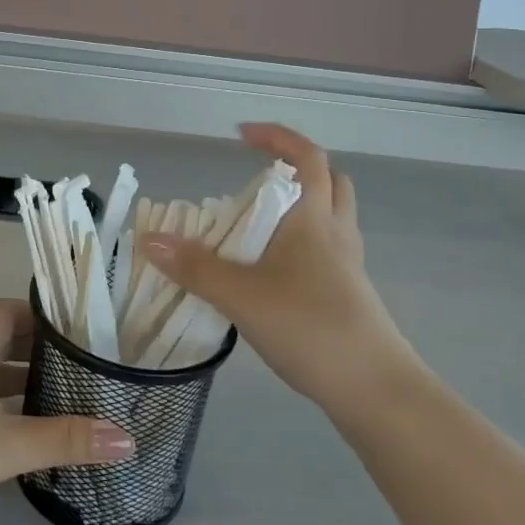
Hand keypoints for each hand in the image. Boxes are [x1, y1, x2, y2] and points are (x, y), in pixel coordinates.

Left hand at [0, 299, 134, 524]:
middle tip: (80, 371)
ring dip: (17, 379)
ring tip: (58, 401)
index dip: (47, 319)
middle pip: (0, 336)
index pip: (13, 309)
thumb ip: (67, 440)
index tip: (82, 337)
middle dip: (39, 352)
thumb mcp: (8, 446)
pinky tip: (14, 431)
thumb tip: (128, 439)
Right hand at [138, 124, 420, 410]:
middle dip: (296, 168)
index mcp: (313, 219)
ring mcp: (348, 265)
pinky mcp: (349, 293)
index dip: (278, 137)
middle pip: (329, 181)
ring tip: (259, 222)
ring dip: (300, 204)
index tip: (242, 134)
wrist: (375, 390)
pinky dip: (302, 240)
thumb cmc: (310, 327)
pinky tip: (273, 268)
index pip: (307, 157)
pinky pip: (326, 248)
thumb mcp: (241, 296)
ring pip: (331, 215)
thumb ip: (194, 268)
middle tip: (257, 178)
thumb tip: (149, 240)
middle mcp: (336, 233)